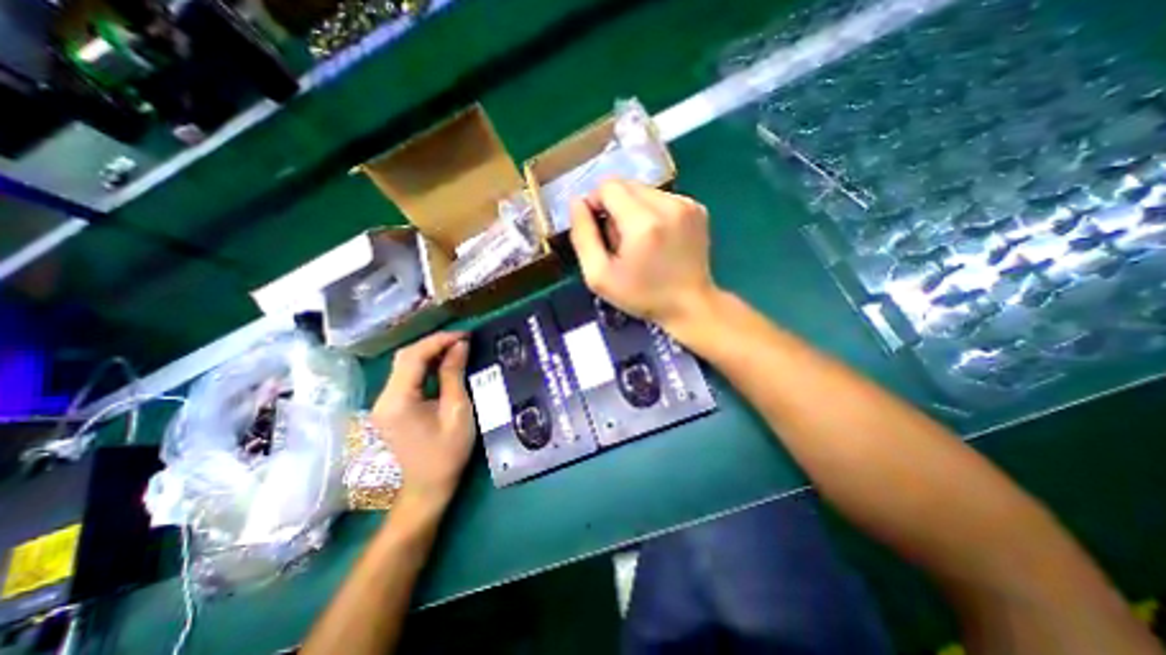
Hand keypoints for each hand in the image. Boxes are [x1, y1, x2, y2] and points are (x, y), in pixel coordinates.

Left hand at [367, 333, 468, 512]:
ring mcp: (383, 403)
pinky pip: (406, 377)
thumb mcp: (457, 411)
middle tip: (462, 340)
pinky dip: (424, 366)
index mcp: (398, 400)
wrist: (427, 488)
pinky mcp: (390, 407)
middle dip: (434, 343)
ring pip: (404, 365)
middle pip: (405, 357)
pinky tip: (442, 364)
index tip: (465, 335)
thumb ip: (454, 375)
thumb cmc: (447, 452)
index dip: (439, 341)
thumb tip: (460, 345)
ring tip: (456, 348)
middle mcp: (383, 398)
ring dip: (429, 353)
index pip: (414, 357)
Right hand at [567, 178, 716, 332]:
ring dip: (633, 210)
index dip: (595, 203)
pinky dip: (652, 213)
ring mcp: (687, 204)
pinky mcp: (697, 208)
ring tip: (640, 241)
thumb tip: (576, 202)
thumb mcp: (599, 276)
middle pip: (627, 185)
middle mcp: (668, 205)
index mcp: (643, 222)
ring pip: (644, 190)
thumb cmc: (642, 296)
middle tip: (619, 240)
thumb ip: (583, 236)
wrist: (690, 306)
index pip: (608, 186)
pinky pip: (662, 198)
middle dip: (614, 207)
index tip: (598, 229)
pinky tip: (657, 238)